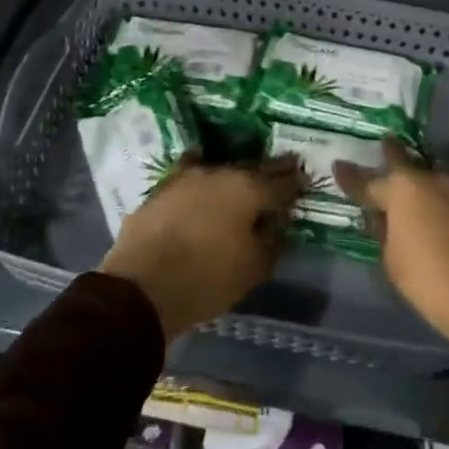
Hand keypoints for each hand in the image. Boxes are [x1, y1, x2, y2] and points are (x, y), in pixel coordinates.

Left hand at [101, 154, 305, 339]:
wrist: (142, 285)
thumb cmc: (207, 279)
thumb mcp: (253, 268)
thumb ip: (272, 240)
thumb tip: (278, 222)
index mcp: (249, 190)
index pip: (281, 183)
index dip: (296, 183)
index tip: (306, 178)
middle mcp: (222, 173)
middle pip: (254, 168)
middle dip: (272, 169)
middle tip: (288, 165)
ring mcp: (189, 177)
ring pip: (222, 169)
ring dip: (237, 171)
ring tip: (247, 174)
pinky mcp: (164, 187)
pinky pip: (190, 171)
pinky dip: (201, 169)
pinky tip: (201, 163)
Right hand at [335, 141, 448, 347]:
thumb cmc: (428, 277)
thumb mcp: (391, 260)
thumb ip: (383, 232)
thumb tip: (382, 218)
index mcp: (400, 189)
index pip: (367, 181)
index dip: (350, 176)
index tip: (338, 165)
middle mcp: (426, 180)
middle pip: (402, 161)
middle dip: (390, 153)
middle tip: (382, 142)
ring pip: (425, 178)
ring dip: (413, 180)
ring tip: (402, 184)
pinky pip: (441, 195)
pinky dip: (430, 198)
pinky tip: (425, 207)